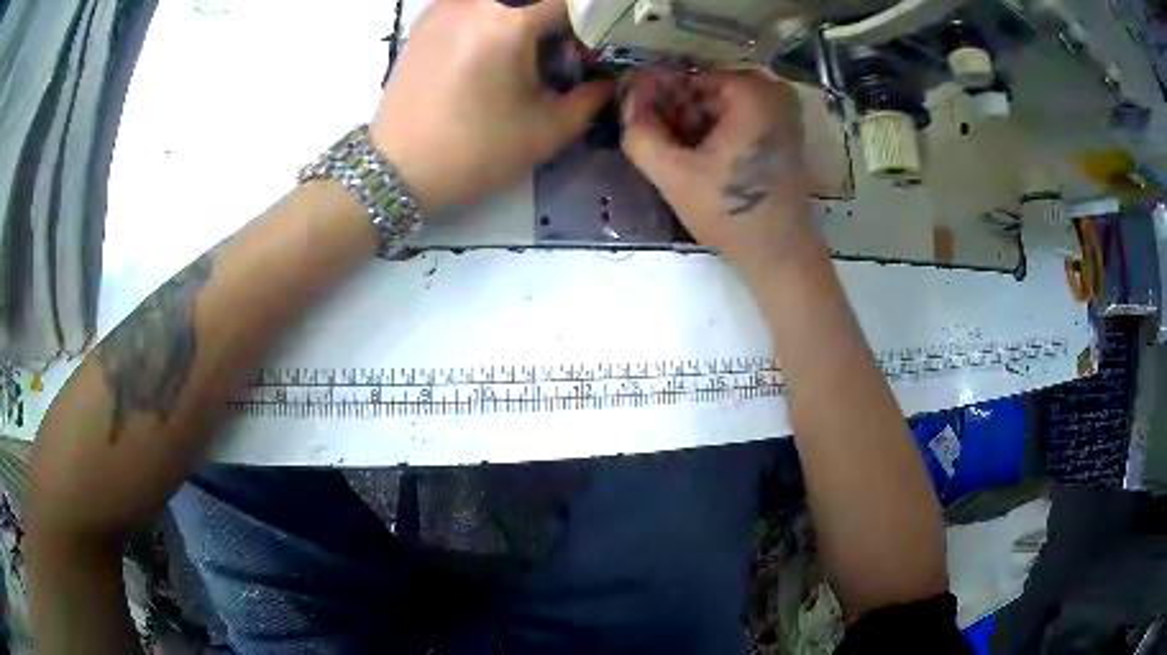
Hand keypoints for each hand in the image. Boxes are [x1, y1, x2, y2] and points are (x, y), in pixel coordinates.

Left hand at [371, 0, 612, 212]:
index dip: (590, 20)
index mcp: (508, 22)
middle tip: (561, 48)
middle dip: (555, 17)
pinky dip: (493, 16)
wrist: (397, 170)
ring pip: (501, 1)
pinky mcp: (426, 20)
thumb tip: (606, 82)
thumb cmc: (473, 152)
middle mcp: (474, 2)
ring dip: (522, 16)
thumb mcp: (544, 131)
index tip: (593, 44)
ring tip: (527, 49)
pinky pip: (473, 4)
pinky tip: (492, 47)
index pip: (569, 2)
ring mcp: (445, 7)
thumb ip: (589, 99)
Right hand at [622, 70, 821, 276]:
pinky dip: (710, 132)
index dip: (651, 96)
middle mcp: (771, 90)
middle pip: (701, 89)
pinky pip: (733, 118)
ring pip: (715, 104)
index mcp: (751, 91)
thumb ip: (640, 132)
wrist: (781, 255)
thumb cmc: (733, 214)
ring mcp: (781, 110)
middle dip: (670, 111)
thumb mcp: (674, 174)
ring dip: (687, 123)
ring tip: (667, 153)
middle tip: (649, 141)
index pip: (683, 77)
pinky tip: (692, 157)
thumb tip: (625, 97)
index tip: (630, 119)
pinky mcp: (781, 130)